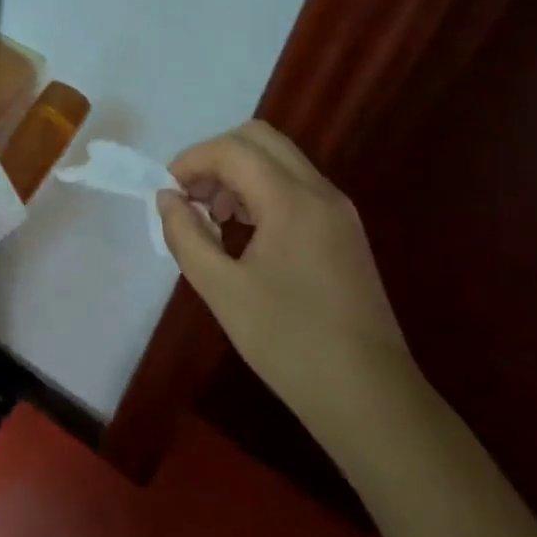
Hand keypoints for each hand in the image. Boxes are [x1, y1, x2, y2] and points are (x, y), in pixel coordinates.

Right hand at [156, 121, 412, 423]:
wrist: (369, 397)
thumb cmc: (289, 342)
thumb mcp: (221, 290)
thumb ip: (186, 235)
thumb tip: (167, 198)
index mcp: (292, 200)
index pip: (233, 149)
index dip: (192, 160)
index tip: (168, 192)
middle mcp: (320, 191)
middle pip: (260, 139)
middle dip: (217, 157)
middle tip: (192, 197)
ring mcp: (338, 210)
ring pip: (280, 160)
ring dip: (240, 173)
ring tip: (214, 219)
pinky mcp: (345, 231)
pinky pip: (296, 187)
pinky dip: (263, 191)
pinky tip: (246, 234)